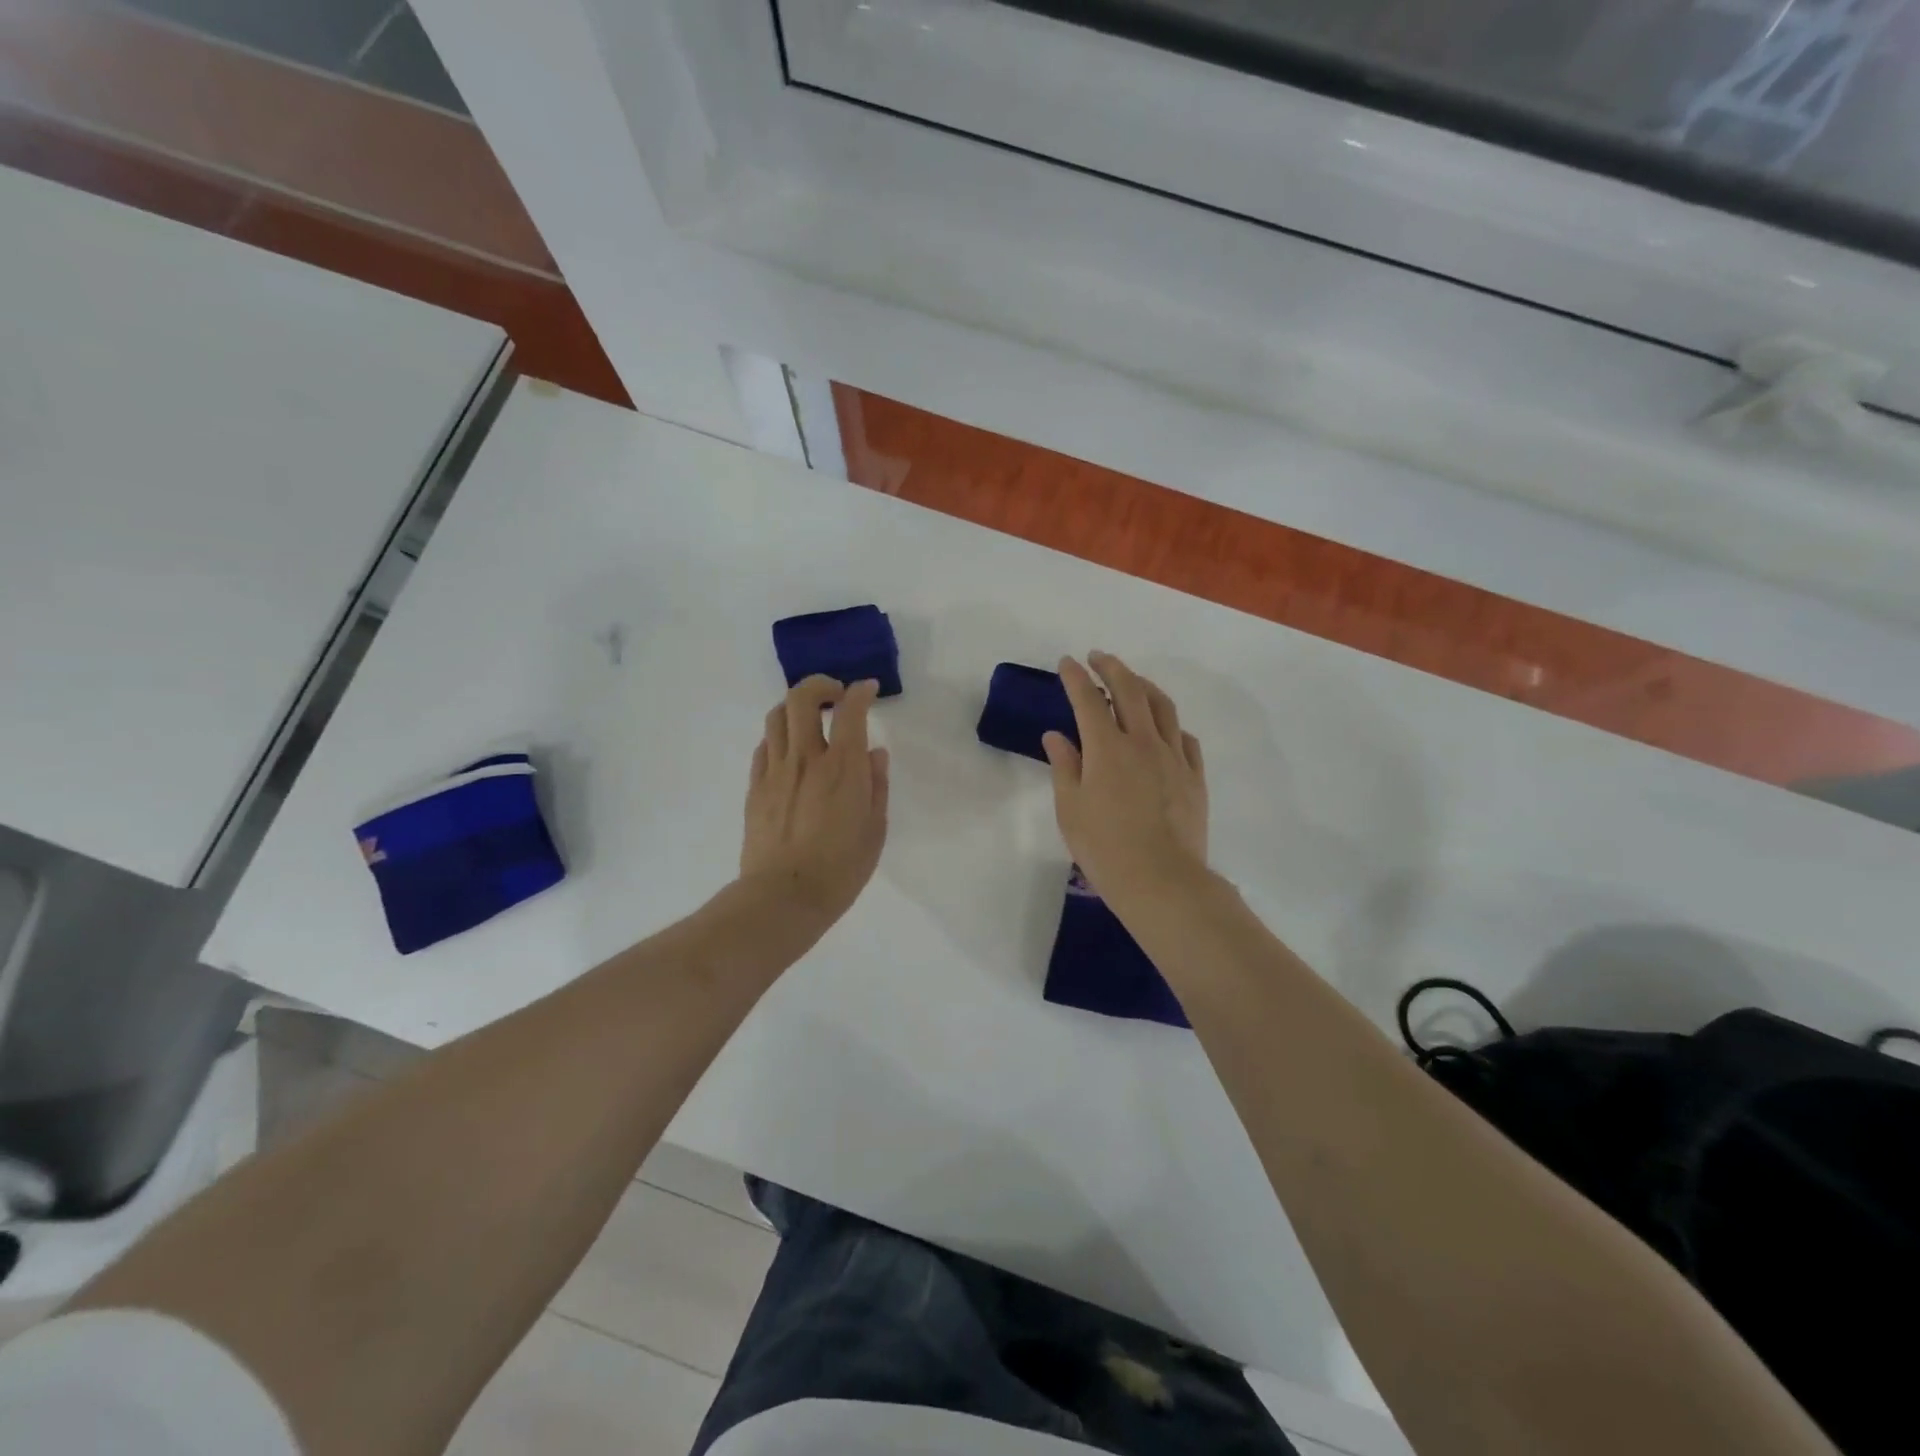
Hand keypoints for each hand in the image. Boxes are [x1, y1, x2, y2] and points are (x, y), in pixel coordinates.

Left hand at [739, 675, 890, 923]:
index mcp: (843, 767)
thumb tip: (875, 753)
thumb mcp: (875, 829)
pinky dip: (779, 737)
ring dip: (795, 707)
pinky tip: (790, 752)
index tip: (868, 689)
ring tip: (809, 719)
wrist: (784, 897)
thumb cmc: (841, 868)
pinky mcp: (755, 787)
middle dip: (820, 684)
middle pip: (802, 698)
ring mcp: (775, 771)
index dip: (861, 692)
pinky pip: (764, 747)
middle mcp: (806, 758)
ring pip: (776, 716)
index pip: (851, 710)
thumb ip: (876, 785)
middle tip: (835, 695)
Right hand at [1042, 652, 1207, 904]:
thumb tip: (1057, 736)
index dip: (1075, 677)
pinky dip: (1170, 723)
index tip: (1067, 663)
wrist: (1162, 881)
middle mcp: (1143, 742)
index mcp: (1107, 748)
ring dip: (1144, 686)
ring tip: (1132, 681)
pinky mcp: (1194, 777)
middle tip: (1098, 657)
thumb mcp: (1071, 809)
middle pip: (1130, 690)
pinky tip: (1165, 727)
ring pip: (1162, 707)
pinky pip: (1185, 738)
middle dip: (1112, 667)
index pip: (1088, 700)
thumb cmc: (1105, 848)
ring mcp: (1174, 757)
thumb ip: (1065, 767)